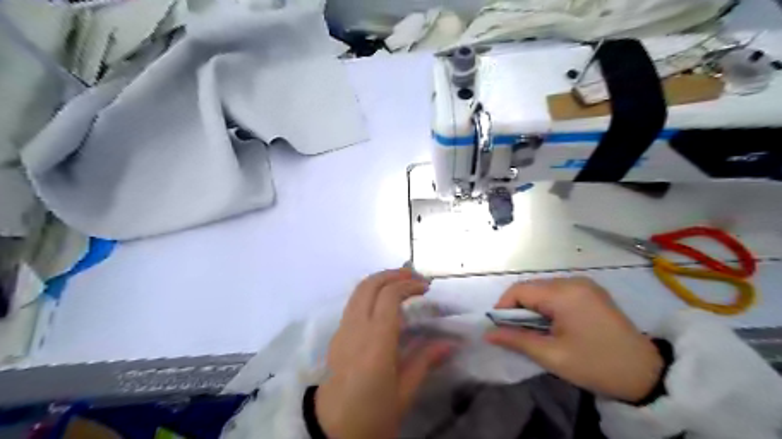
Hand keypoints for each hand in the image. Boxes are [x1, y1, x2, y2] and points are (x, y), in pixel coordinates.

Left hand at [316, 268, 455, 437]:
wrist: (329, 432)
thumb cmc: (371, 415)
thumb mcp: (403, 394)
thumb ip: (425, 361)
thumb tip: (451, 343)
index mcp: (376, 342)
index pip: (389, 296)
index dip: (408, 284)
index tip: (426, 287)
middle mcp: (356, 328)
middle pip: (370, 285)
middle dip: (393, 274)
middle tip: (415, 277)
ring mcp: (342, 329)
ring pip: (359, 290)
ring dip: (381, 280)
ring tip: (402, 283)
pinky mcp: (336, 334)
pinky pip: (353, 302)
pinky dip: (371, 291)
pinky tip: (384, 302)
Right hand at [486, 277, 661, 402]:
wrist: (647, 374)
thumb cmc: (596, 365)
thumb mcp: (552, 356)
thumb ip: (516, 340)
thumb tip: (487, 334)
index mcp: (564, 293)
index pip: (519, 290)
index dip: (503, 307)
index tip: (499, 328)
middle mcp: (573, 280)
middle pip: (532, 288)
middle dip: (519, 309)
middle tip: (517, 334)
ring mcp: (585, 284)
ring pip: (544, 290)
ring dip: (533, 308)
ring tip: (536, 332)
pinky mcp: (592, 291)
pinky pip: (559, 292)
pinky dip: (549, 306)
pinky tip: (554, 324)